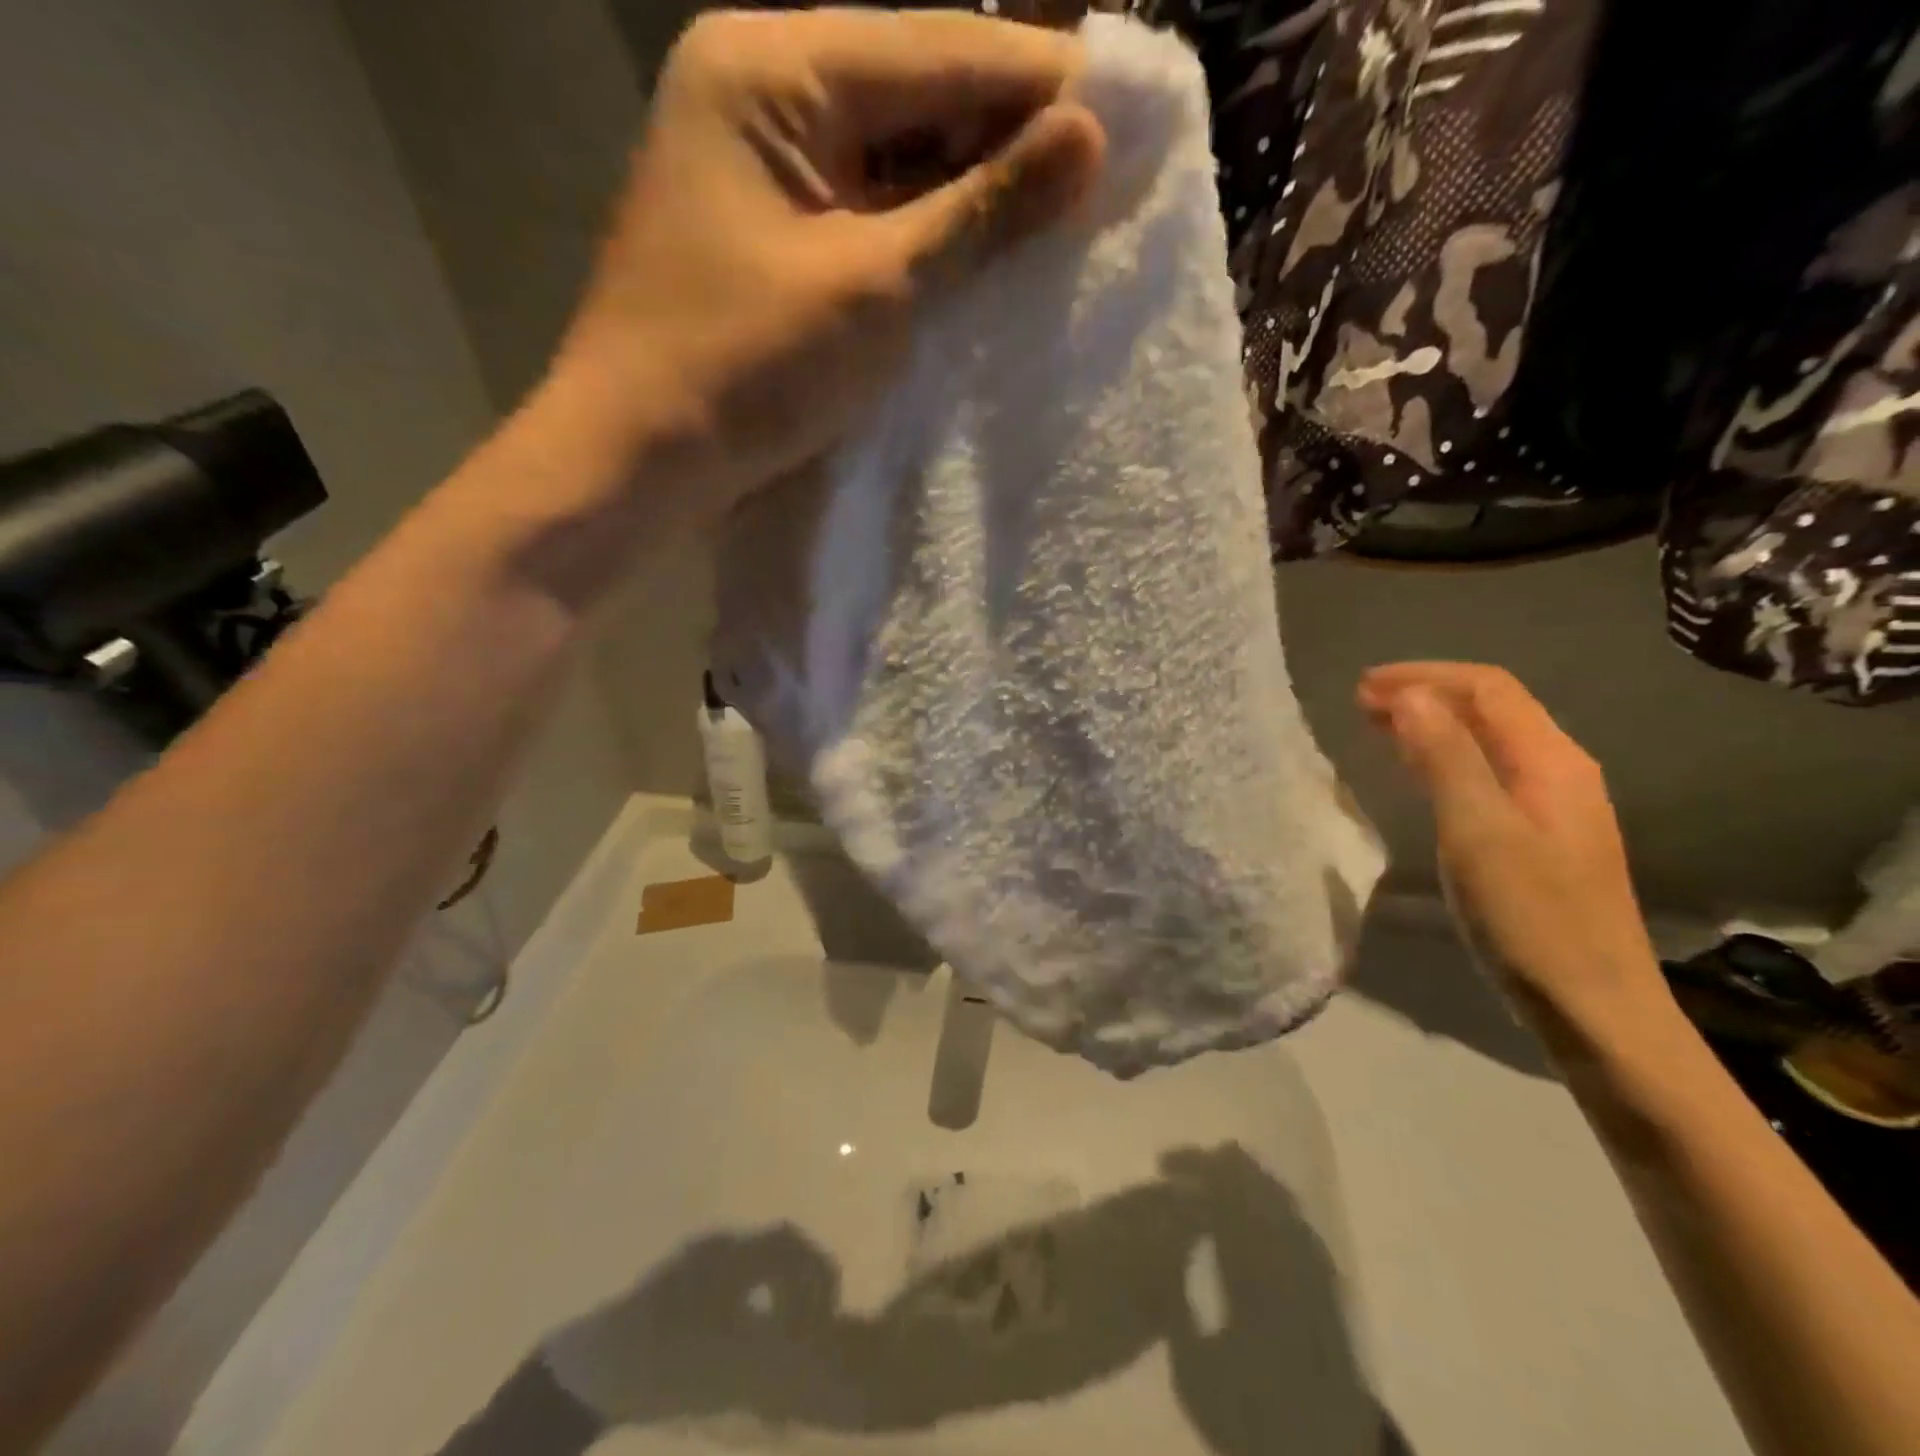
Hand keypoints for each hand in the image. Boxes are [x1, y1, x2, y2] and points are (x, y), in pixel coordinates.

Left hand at [548, 8, 1103, 533]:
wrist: (640, 460)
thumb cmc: (743, 370)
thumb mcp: (873, 289)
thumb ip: (980, 213)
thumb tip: (1089, 142)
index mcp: (772, 68)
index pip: (940, 49)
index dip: (1041, 85)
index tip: (1131, 118)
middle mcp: (762, 91)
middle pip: (917, 94)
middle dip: (1009, 139)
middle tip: (1105, 178)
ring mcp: (763, 167)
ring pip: (895, 157)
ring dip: (972, 190)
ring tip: (1063, 218)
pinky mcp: (772, 234)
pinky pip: (868, 212)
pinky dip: (925, 233)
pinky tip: (984, 254)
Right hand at [1359, 663, 1665, 1030]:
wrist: (1594, 1007)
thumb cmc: (1531, 918)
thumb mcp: (1478, 832)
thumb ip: (1446, 758)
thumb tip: (1410, 695)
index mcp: (1552, 761)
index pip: (1488, 689)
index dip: (1424, 677)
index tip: (1362, 688)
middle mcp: (1560, 772)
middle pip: (1492, 708)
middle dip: (1426, 694)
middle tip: (1361, 704)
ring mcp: (1554, 806)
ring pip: (1489, 741)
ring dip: (1433, 724)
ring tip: (1379, 727)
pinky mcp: (1541, 837)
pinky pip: (1488, 773)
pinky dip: (1445, 758)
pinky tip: (1420, 774)